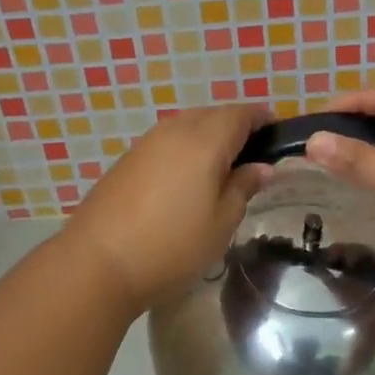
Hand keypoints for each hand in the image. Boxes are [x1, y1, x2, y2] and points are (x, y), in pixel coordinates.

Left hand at [60, 104, 272, 313]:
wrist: (97, 262)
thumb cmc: (172, 246)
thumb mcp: (221, 223)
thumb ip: (243, 187)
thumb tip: (261, 167)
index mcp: (205, 140)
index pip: (241, 113)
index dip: (262, 119)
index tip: (277, 135)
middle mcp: (175, 130)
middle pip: (213, 114)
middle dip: (235, 127)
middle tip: (251, 157)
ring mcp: (147, 142)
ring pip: (187, 125)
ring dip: (208, 137)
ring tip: (220, 170)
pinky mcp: (128, 158)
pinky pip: (167, 141)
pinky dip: (184, 149)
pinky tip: (185, 180)